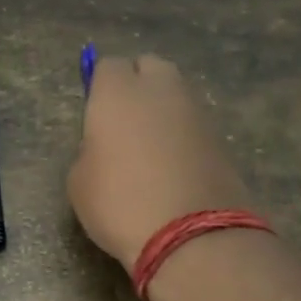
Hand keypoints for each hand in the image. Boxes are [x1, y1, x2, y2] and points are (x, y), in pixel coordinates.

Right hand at [67, 54, 253, 270]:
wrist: (190, 235)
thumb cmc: (118, 203)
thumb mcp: (79, 181)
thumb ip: (89, 150)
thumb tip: (105, 146)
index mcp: (118, 92)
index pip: (107, 65)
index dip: (100, 86)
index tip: (95, 114)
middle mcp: (160, 90)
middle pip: (150, 67)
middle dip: (137, 84)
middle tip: (124, 122)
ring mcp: (196, 111)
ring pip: (176, 94)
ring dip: (163, 110)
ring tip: (149, 148)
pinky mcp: (221, 138)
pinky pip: (193, 123)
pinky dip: (182, 135)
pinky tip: (172, 167)